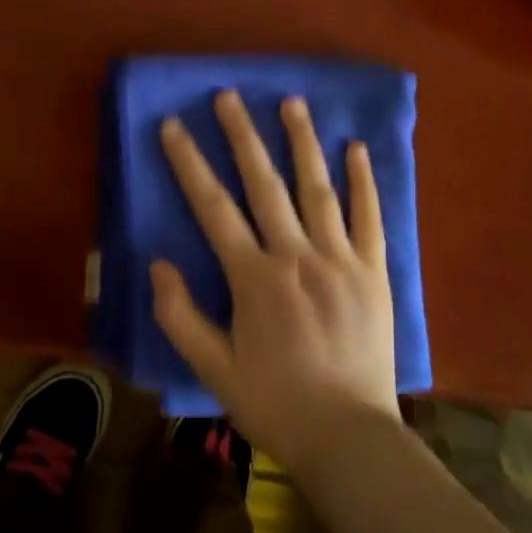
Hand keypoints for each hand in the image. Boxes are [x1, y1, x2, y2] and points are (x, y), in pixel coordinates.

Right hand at [153, 89, 402, 479]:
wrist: (349, 437)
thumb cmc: (275, 403)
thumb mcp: (213, 370)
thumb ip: (180, 316)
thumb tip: (157, 263)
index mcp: (255, 278)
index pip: (214, 208)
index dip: (190, 163)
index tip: (174, 126)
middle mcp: (297, 255)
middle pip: (264, 184)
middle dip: (243, 135)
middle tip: (228, 95)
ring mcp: (341, 260)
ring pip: (318, 188)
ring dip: (302, 142)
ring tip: (291, 101)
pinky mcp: (374, 271)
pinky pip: (370, 217)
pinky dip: (363, 181)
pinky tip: (355, 148)